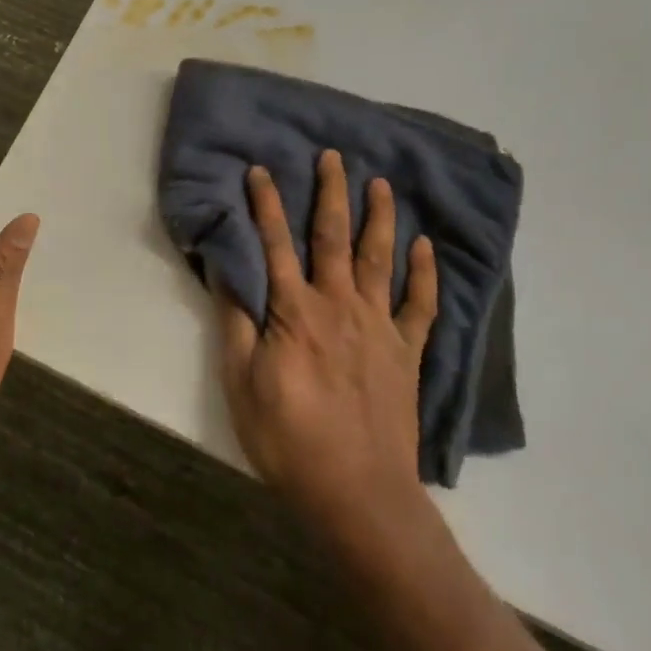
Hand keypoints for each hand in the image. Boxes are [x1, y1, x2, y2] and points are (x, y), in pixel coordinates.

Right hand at [217, 151, 438, 544]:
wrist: (359, 495)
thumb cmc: (289, 440)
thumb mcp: (242, 384)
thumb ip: (237, 322)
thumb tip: (225, 269)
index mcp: (294, 311)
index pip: (276, 244)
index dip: (266, 204)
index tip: (261, 169)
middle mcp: (339, 305)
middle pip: (334, 237)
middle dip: (331, 193)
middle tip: (333, 155)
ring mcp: (379, 326)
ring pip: (379, 259)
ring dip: (380, 217)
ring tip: (381, 183)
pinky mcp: (407, 352)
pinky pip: (420, 305)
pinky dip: (424, 273)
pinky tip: (424, 247)